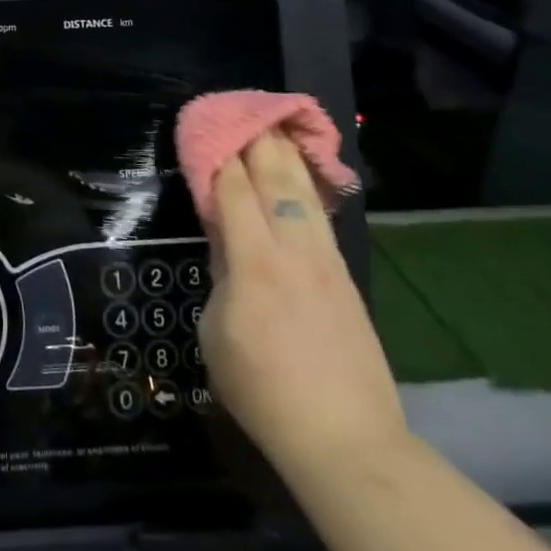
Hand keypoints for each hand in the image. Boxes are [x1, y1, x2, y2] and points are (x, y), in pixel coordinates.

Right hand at [196, 131, 405, 470]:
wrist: (345, 439)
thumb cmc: (262, 388)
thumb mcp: (216, 331)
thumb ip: (221, 276)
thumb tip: (227, 244)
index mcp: (254, 261)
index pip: (233, 189)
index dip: (217, 155)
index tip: (205, 129)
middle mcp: (293, 249)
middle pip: (276, 178)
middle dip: (256, 139)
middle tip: (242, 111)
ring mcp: (325, 262)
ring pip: (305, 192)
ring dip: (288, 155)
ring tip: (275, 125)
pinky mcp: (344, 278)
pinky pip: (322, 219)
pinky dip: (309, 188)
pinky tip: (302, 177)